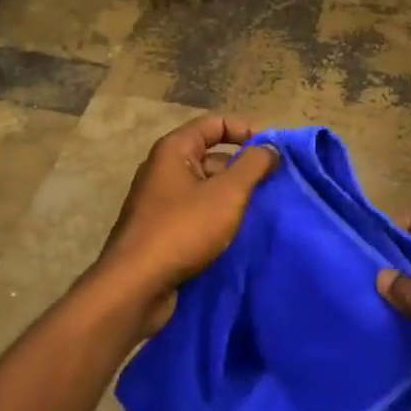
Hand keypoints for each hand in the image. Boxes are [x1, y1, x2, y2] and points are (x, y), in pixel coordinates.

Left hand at [92, 115, 279, 335]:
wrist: (136, 287)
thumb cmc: (183, 229)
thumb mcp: (227, 193)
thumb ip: (253, 165)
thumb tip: (271, 147)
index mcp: (174, 150)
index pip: (215, 124)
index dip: (246, 130)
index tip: (274, 151)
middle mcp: (164, 169)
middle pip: (212, 156)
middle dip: (244, 167)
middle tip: (275, 184)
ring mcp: (161, 201)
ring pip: (206, 187)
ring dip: (234, 195)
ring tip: (263, 209)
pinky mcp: (162, 229)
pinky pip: (197, 212)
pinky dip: (219, 216)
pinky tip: (240, 231)